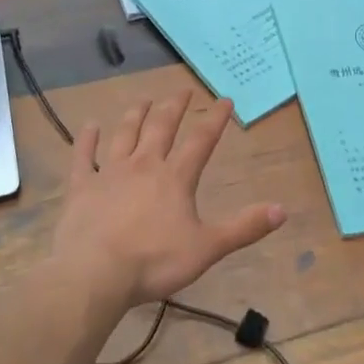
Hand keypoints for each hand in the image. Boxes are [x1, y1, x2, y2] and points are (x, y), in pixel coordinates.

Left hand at [57, 90, 285, 310]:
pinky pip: (83, 155)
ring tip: (144, 100)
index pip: (200, 141)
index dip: (214, 119)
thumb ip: (244, 228)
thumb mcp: (207, 248)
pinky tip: (89, 125)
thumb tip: (282, 210)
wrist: (94, 273)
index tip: (224, 99)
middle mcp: (143, 165)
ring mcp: (109, 172)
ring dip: (136, 115)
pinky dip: (87, 139)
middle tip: (182, 91)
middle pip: (161, 127)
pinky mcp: (81, 186)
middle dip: (174, 107)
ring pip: (125, 134)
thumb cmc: (154, 262)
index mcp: (175, 178)